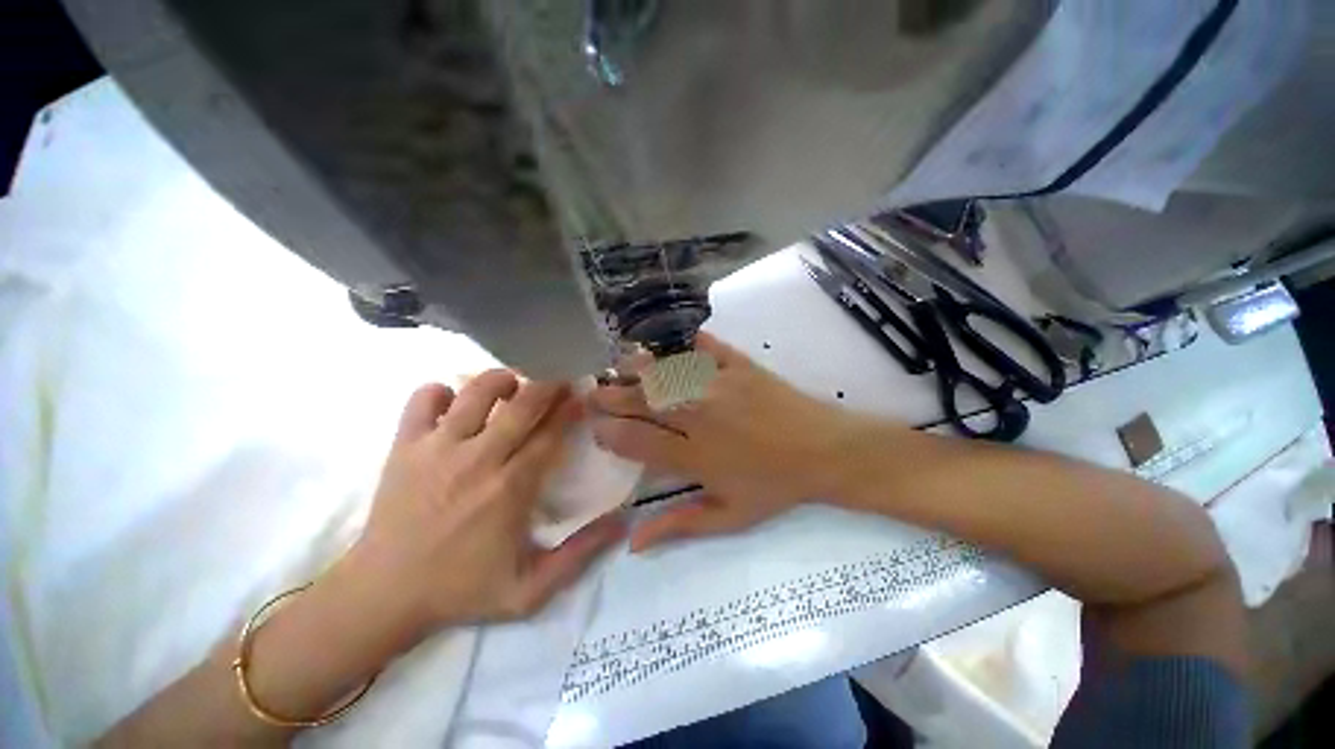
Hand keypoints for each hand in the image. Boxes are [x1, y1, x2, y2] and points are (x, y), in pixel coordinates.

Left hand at [344, 372, 625, 633]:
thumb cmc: (461, 590)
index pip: (551, 434)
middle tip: (559, 380)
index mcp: (511, 488)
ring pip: (477, 391)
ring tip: (513, 386)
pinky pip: (424, 399)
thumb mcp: (531, 590)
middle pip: (522, 404)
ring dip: (502, 380)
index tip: (582, 396)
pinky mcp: (404, 446)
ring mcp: (437, 448)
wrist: (382, 596)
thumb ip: (580, 555)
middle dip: (548, 385)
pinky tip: (454, 403)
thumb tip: (622, 524)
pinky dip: (442, 392)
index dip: (570, 410)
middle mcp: (478, 459)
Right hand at [589, 333, 886, 550]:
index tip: (595, 427)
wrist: (826, 452)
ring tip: (620, 367)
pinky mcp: (740, 365)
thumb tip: (632, 543)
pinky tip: (671, 343)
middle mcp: (699, 417)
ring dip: (636, 368)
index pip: (635, 442)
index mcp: (694, 457)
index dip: (608, 433)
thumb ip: (679, 526)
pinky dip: (685, 344)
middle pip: (641, 402)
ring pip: (664, 371)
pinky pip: (706, 347)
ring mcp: (719, 385)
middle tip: (593, 392)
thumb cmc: (776, 487)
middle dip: (610, 396)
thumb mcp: (729, 518)